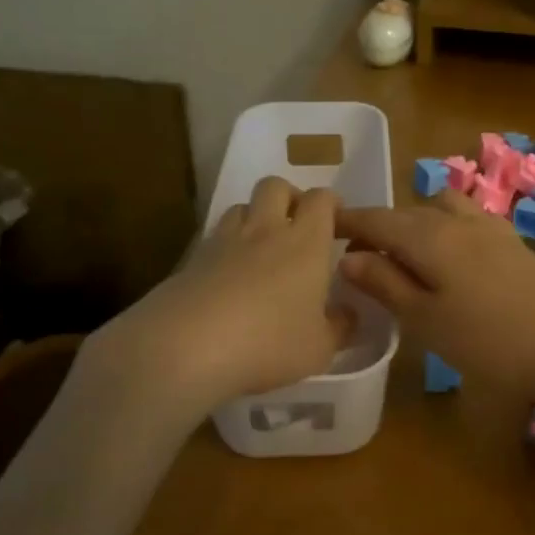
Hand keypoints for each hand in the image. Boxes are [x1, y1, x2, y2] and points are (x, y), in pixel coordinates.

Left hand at [94, 177, 354, 405]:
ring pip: (241, 207)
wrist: (186, 347)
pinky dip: (226, 246)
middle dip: (290, 197)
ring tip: (261, 247)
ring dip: (255, 217)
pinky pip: (214, 238)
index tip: (337, 221)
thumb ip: (340, 328)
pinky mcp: (191, 259)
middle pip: (276, 186)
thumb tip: (348, 314)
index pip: (321, 199)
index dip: (330, 203)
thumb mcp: (319, 348)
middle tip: (297, 226)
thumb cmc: (268, 343)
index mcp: (305, 242)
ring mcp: (224, 241)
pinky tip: (228, 277)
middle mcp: (265, 230)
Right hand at [337, 192, 534, 404]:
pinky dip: (444, 227)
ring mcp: (489, 228)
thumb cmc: (489, 340)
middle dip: (379, 224)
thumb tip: (348, 257)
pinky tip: (449, 255)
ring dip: (416, 222)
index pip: (377, 219)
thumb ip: (385, 284)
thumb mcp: (425, 319)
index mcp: (428, 236)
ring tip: (405, 252)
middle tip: (358, 250)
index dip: (349, 221)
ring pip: (440, 209)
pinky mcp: (512, 242)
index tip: (323, 226)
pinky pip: (466, 219)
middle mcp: (457, 221)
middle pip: (408, 212)